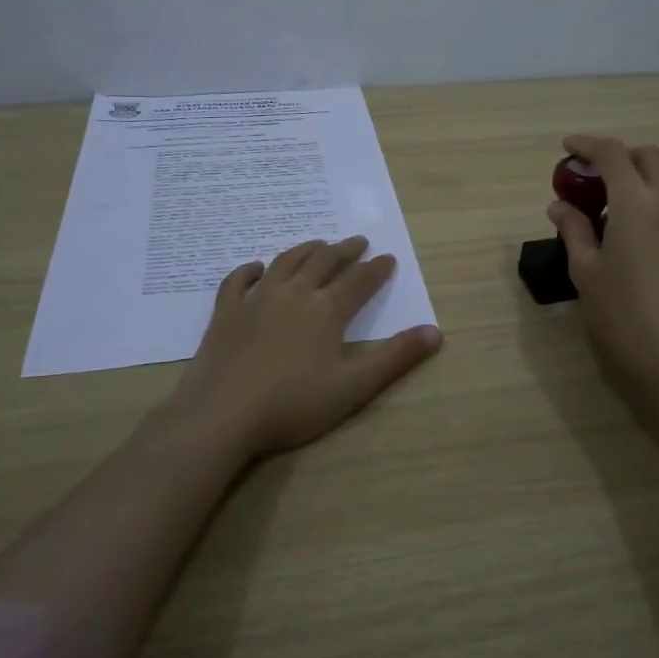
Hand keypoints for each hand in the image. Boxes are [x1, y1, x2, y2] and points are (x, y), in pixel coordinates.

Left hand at [165, 237, 442, 456]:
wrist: (222, 415)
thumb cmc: (293, 405)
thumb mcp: (354, 387)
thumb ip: (395, 358)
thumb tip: (436, 332)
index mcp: (326, 310)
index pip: (359, 281)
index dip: (376, 269)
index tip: (388, 258)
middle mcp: (294, 294)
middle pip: (324, 262)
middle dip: (345, 250)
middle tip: (358, 242)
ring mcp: (256, 299)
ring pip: (286, 262)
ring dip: (306, 250)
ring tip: (318, 244)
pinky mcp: (226, 312)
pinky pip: (238, 280)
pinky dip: (250, 270)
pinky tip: (256, 268)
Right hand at [547, 135, 658, 403]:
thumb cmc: (621, 314)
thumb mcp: (586, 271)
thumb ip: (573, 230)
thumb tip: (560, 206)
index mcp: (636, 203)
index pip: (612, 154)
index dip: (587, 144)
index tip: (567, 147)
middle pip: (651, 158)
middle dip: (622, 157)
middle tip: (594, 179)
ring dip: (639, 188)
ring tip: (611, 221)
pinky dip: (655, 215)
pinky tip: (639, 250)